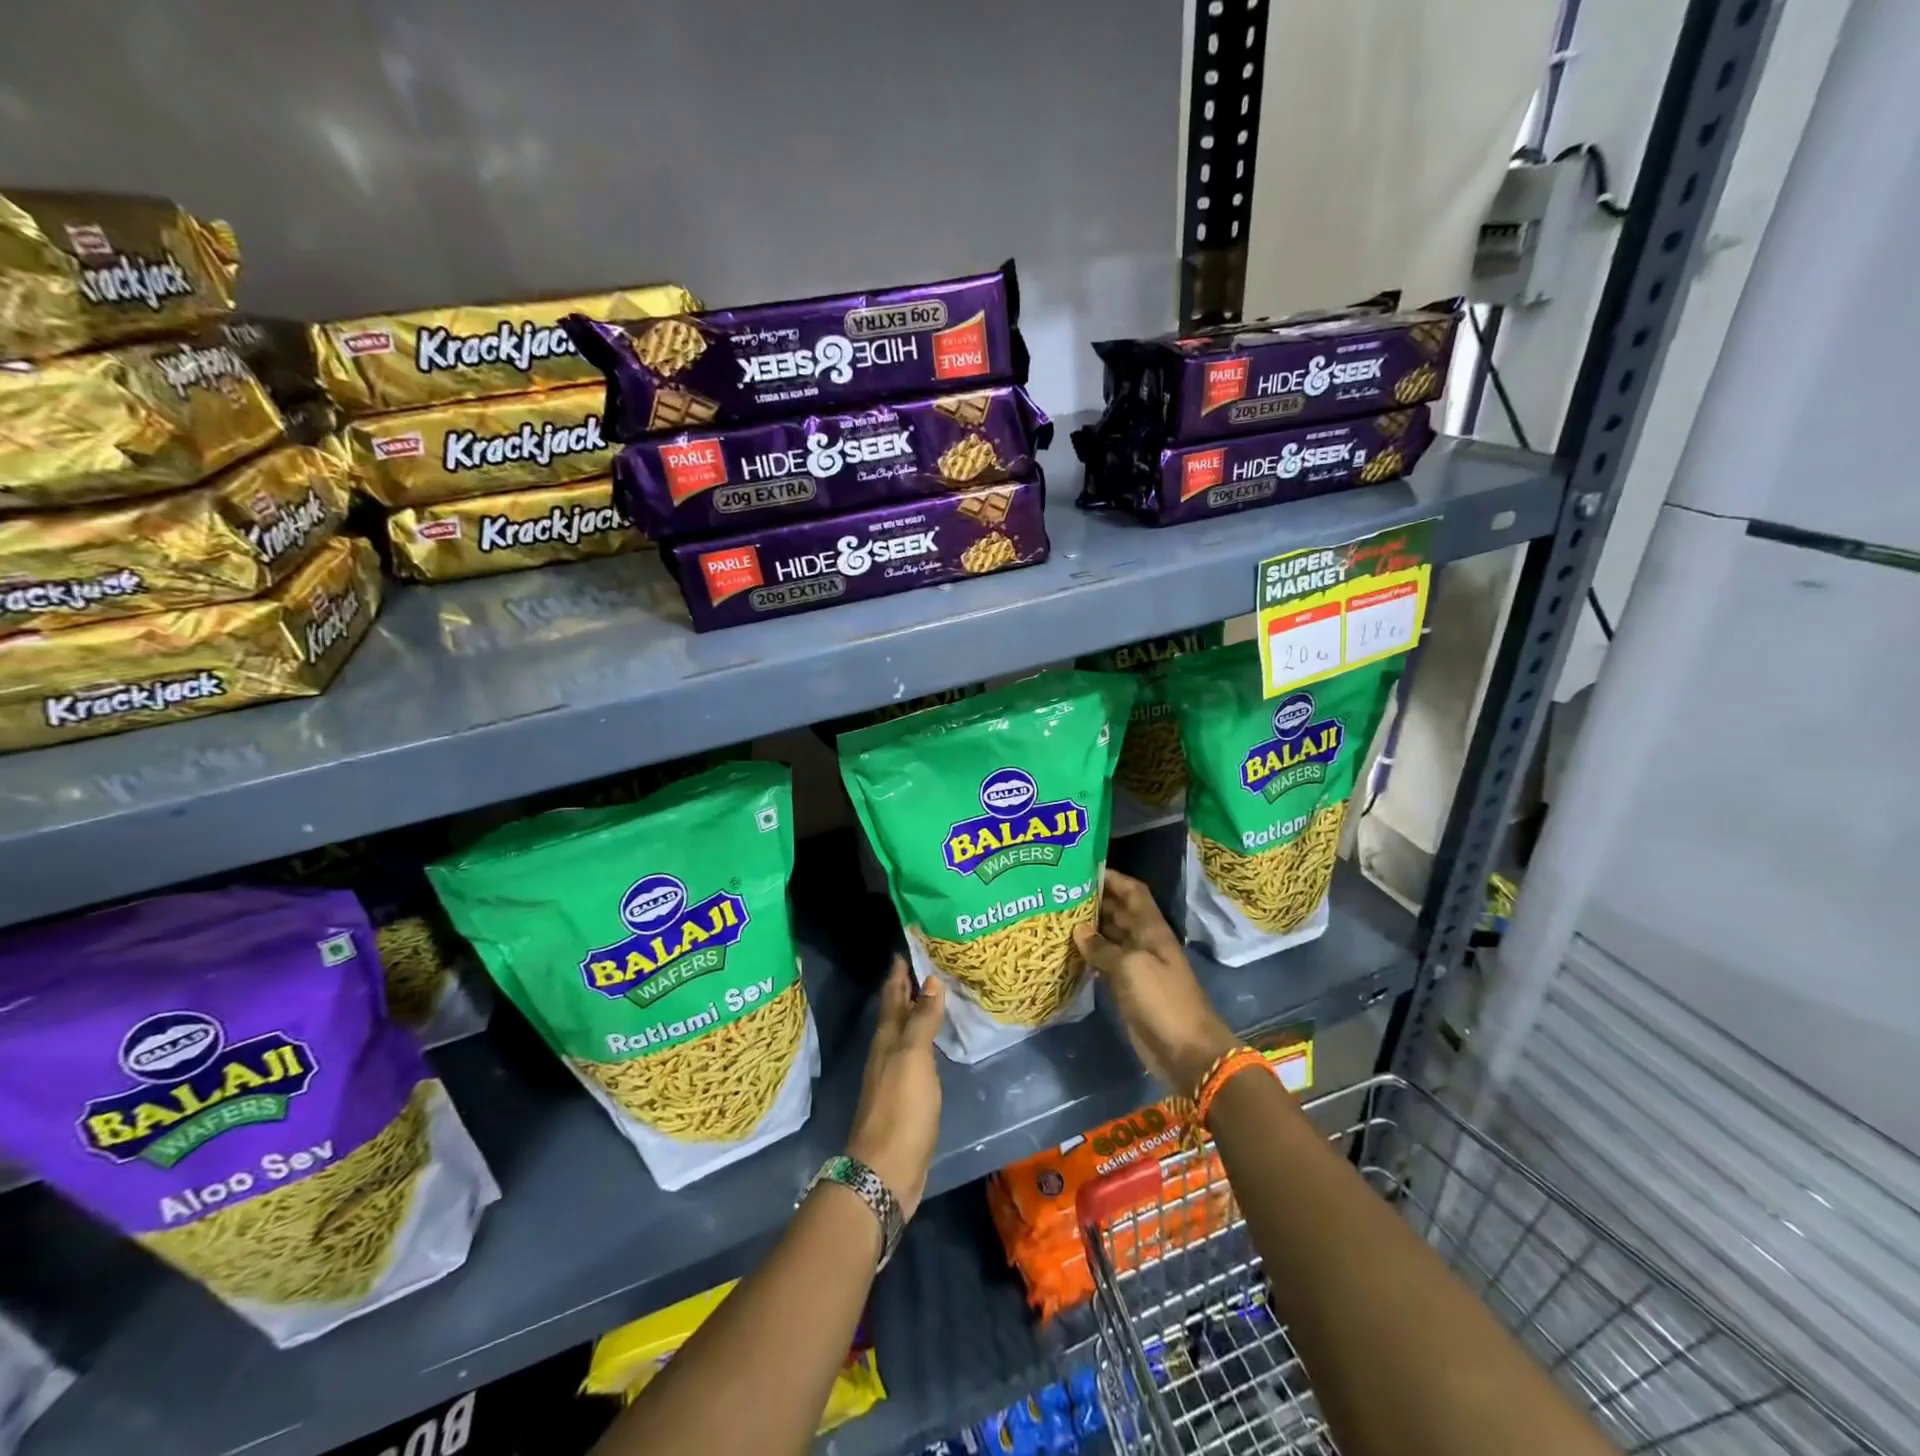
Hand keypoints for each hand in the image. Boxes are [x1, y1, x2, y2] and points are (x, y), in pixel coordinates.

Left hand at [846, 958, 943, 1219]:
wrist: (886, 1172)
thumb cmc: (900, 1109)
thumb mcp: (913, 1058)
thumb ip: (922, 1020)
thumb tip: (930, 980)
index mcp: (886, 1040)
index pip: (891, 997)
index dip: (897, 974)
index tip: (903, 950)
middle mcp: (886, 1053)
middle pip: (895, 1014)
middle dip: (904, 990)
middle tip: (919, 966)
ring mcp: (893, 1077)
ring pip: (903, 1035)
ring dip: (914, 1015)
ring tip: (930, 998)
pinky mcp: (905, 1099)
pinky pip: (914, 1058)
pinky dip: (922, 1043)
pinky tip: (932, 1045)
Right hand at [1074, 869, 1236, 1096]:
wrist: (1187, 1052)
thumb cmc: (1162, 1001)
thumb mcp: (1130, 968)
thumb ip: (1103, 947)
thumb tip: (1079, 930)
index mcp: (1152, 929)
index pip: (1133, 892)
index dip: (1112, 878)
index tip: (1084, 869)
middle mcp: (1145, 942)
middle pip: (1120, 912)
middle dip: (1095, 900)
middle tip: (1061, 892)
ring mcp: (1138, 967)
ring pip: (1111, 938)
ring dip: (1090, 928)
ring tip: (1058, 917)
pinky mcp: (1129, 990)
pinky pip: (1107, 963)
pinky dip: (1091, 955)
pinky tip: (1069, 951)